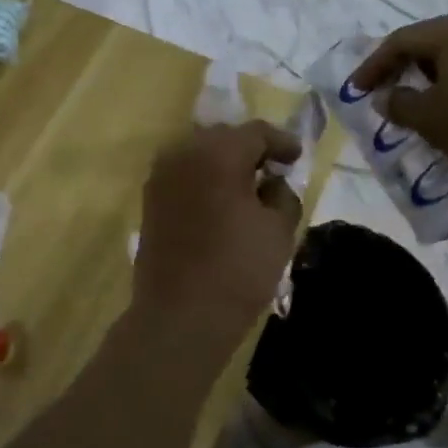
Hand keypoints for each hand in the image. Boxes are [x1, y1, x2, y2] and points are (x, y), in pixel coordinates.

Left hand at [134, 121, 301, 358]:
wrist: (180, 315)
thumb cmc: (237, 270)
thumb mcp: (279, 230)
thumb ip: (283, 194)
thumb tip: (273, 182)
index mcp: (218, 153)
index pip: (256, 132)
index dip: (281, 142)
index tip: (297, 156)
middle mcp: (183, 153)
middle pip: (224, 137)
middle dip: (250, 148)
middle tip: (273, 169)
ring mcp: (161, 175)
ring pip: (199, 153)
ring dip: (224, 162)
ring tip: (247, 185)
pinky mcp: (150, 199)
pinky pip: (183, 173)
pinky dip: (204, 178)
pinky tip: (220, 200)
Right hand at [349, 10, 447, 182]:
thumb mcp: (428, 118)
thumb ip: (398, 104)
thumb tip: (386, 97)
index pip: (400, 42)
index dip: (373, 66)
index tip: (356, 90)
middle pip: (428, 42)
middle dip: (402, 67)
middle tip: (384, 90)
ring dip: (430, 75)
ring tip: (418, 100)